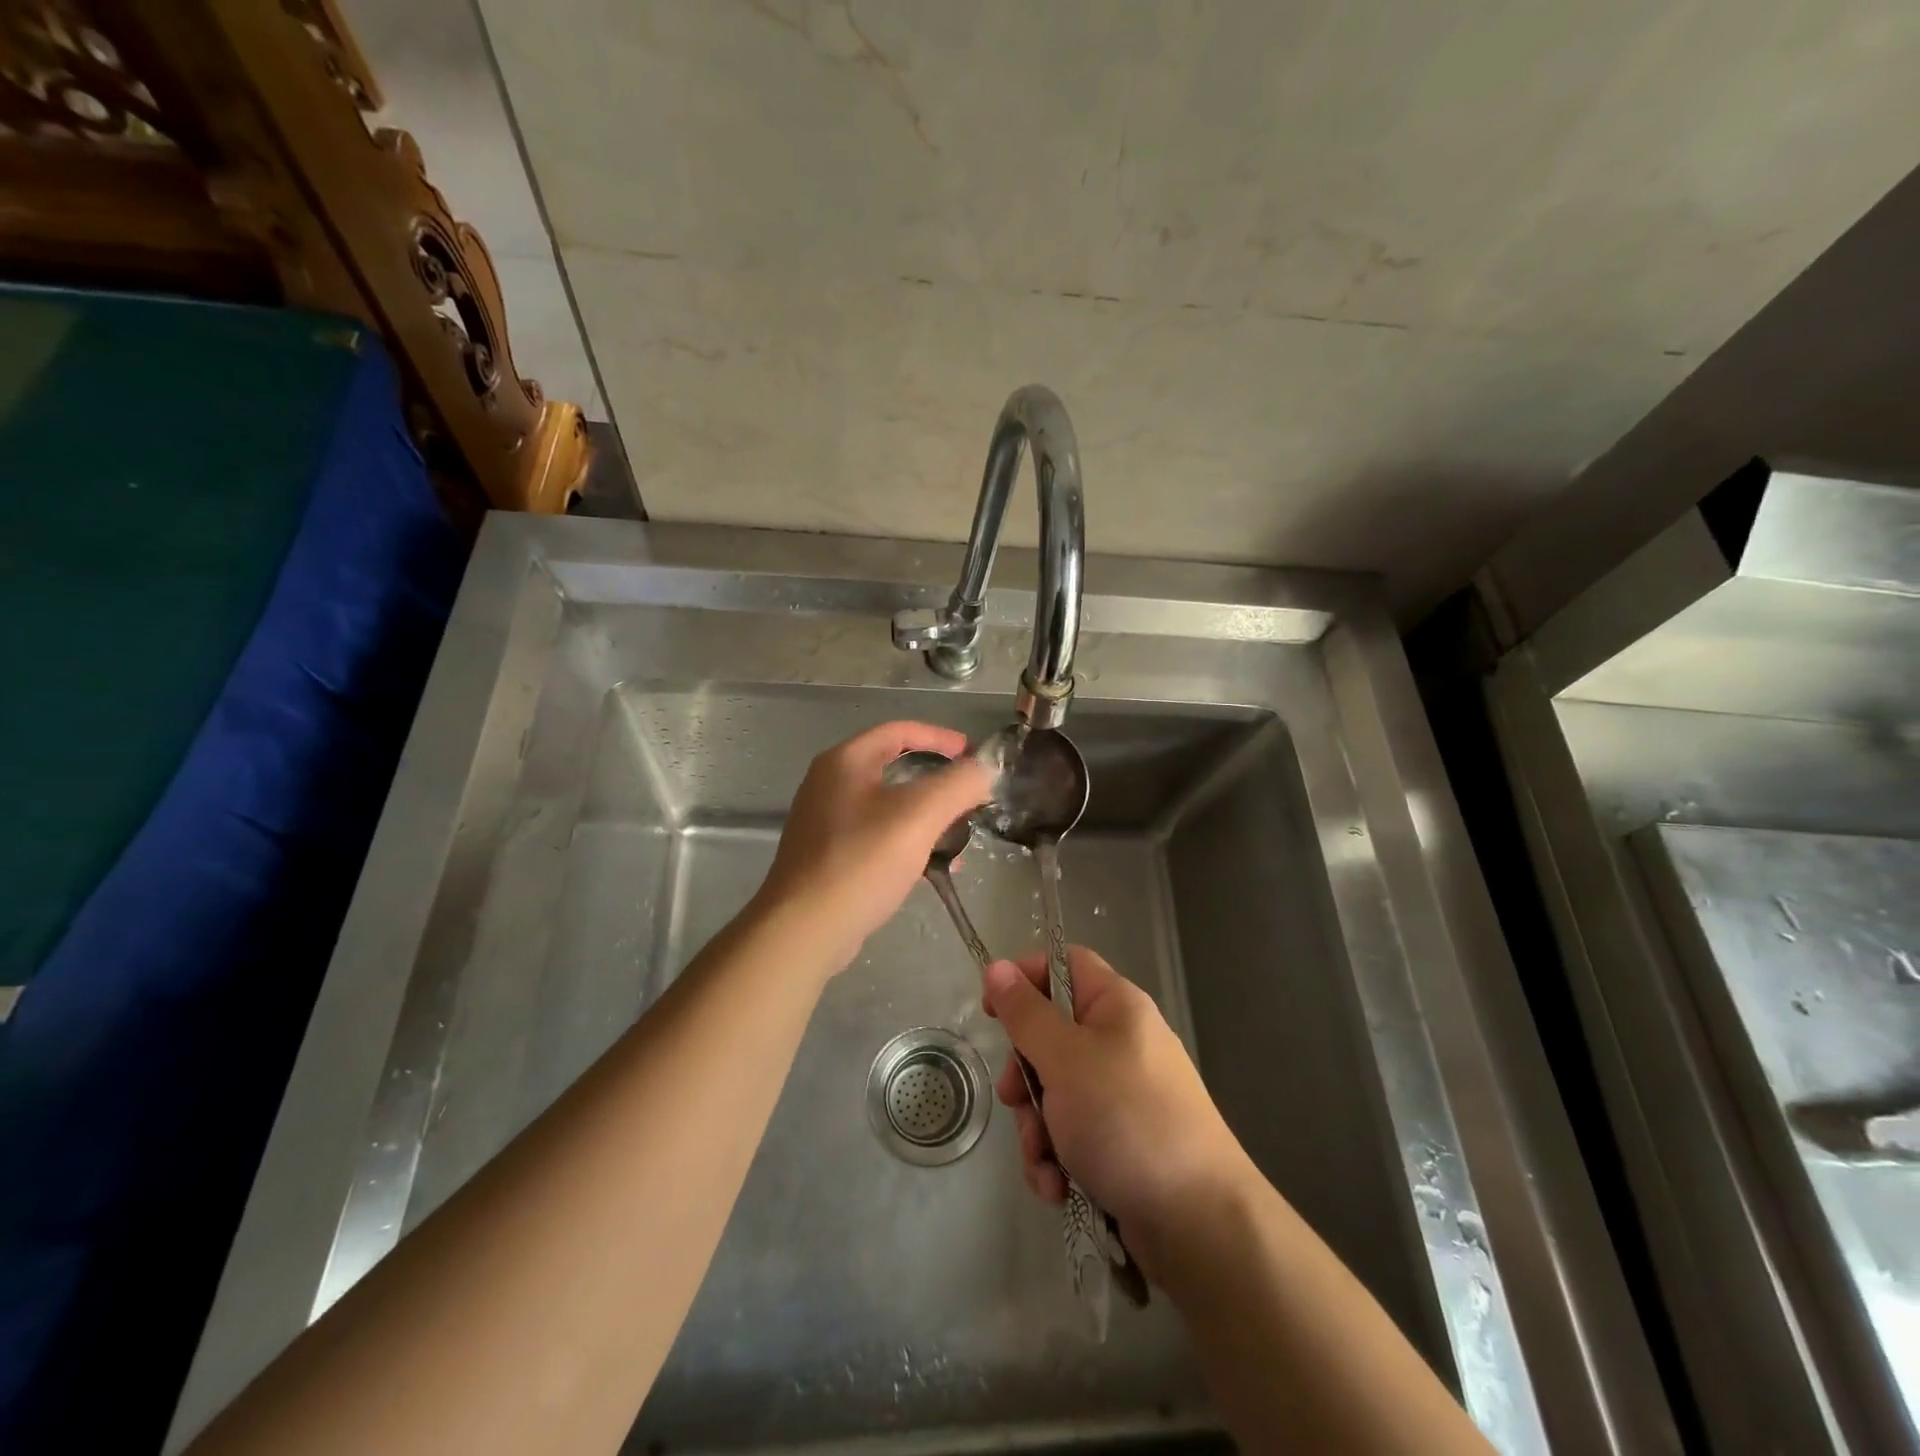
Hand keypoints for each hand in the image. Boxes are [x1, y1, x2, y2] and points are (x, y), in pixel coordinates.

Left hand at [753, 722, 992, 973]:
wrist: (803, 929)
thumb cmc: (861, 861)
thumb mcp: (919, 815)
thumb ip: (958, 784)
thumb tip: (985, 769)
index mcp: (845, 761)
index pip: (899, 730)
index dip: (940, 738)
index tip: (973, 756)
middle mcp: (829, 783)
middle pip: (893, 766)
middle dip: (937, 781)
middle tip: (969, 797)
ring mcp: (824, 820)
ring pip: (887, 805)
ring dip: (926, 815)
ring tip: (958, 837)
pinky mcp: (826, 855)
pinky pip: (876, 835)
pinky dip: (906, 841)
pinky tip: (930, 868)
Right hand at [982, 947, 1256, 1280]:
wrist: (1199, 1222)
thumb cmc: (1126, 1119)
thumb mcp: (1065, 1059)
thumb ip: (1026, 1014)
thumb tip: (997, 967)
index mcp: (1116, 1006)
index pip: (1064, 964)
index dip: (1025, 978)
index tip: (992, 1011)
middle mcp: (1120, 1043)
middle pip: (1050, 1035)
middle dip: (1024, 1075)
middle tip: (1015, 1099)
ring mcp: (1121, 1095)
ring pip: (1054, 1092)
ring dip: (1036, 1127)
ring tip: (1045, 1160)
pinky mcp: (1120, 1142)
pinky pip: (1071, 1134)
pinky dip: (1056, 1159)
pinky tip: (1058, 1187)